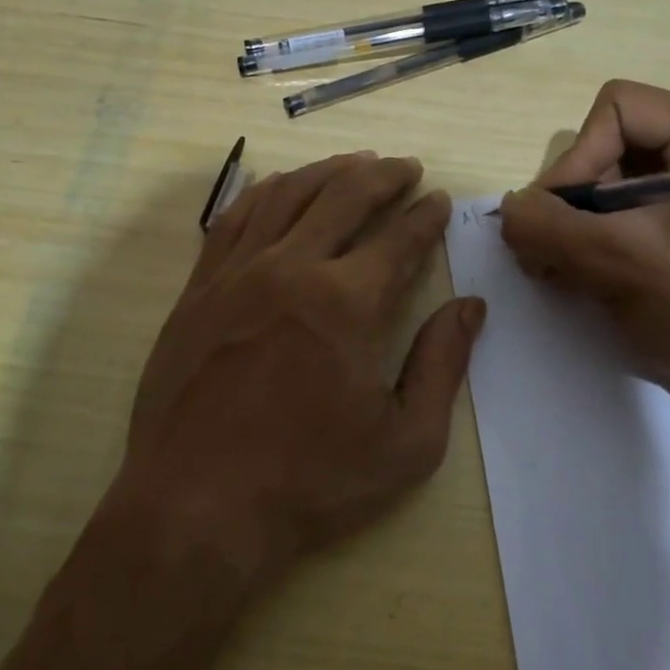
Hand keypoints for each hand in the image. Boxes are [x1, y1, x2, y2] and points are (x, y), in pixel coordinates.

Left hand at [118, 152, 483, 589]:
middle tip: (406, 168)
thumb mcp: (405, 442)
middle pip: (345, 197)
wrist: (198, 506)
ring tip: (355, 163)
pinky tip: (282, 186)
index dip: (425, 215)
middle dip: (384, 176)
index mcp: (347, 303)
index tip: (439, 200)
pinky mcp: (199, 287)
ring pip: (288, 195)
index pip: (399, 238)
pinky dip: (266, 192)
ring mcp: (237, 273)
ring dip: (328, 171)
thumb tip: (471, 306)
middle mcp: (291, 268)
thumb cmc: (310, 482)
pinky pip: (235, 218)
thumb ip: (442, 365)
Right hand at [496, 81, 669, 404]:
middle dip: (573, 202)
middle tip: (544, 254)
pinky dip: (599, 244)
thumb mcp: (621, 261)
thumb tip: (506, 209)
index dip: (577, 159)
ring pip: (615, 188)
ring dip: (578, 229)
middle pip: (612, 149)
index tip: (555, 219)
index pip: (617, 110)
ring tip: (558, 273)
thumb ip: (549, 227)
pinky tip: (582, 280)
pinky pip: (632, 219)